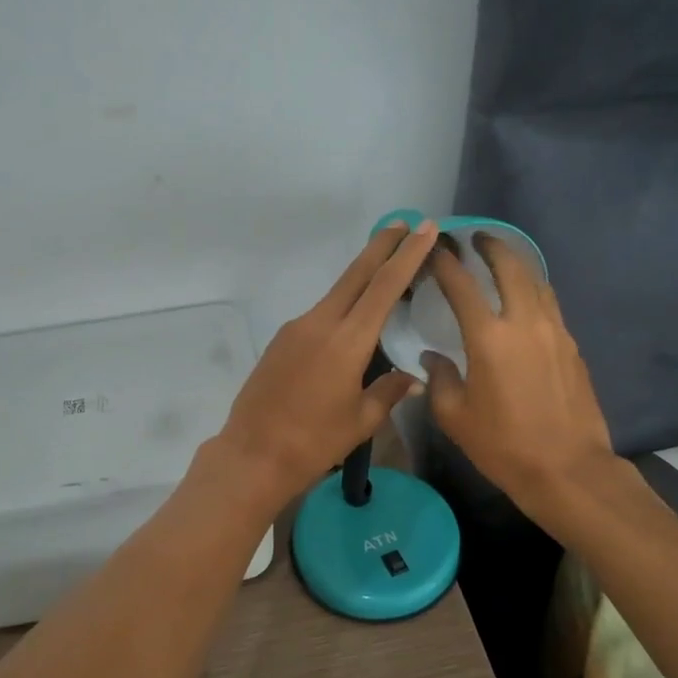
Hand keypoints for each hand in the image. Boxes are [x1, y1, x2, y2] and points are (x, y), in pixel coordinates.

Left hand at [216, 218, 440, 506]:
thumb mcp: (361, 421)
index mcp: (347, 341)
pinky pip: (319, 315)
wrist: (252, 455)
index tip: (424, 228)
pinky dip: (342, 307)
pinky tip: (351, 323)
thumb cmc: (314, 443)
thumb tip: (410, 377)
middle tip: (403, 223)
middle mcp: (320, 323)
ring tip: (385, 272)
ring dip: (361, 277)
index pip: (384, 287)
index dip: (407, 255)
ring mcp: (296, 329)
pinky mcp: (281, 341)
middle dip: (381, 246)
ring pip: (336, 294)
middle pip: (355, 275)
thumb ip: (388, 391)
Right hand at [422, 235, 616, 512]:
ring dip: (517, 264)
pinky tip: (525, 299)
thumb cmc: (503, 445)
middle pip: (510, 267)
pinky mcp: (572, 346)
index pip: (461, 285)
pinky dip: (533, 289)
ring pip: (536, 281)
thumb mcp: (455, 417)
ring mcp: (554, 331)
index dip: (444, 261)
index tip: (434, 247)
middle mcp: (524, 322)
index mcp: (488, 338)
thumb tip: (433, 358)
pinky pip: (550, 304)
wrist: (567, 469)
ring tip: (502, 260)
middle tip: (476, 239)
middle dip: (491, 247)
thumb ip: (440, 379)